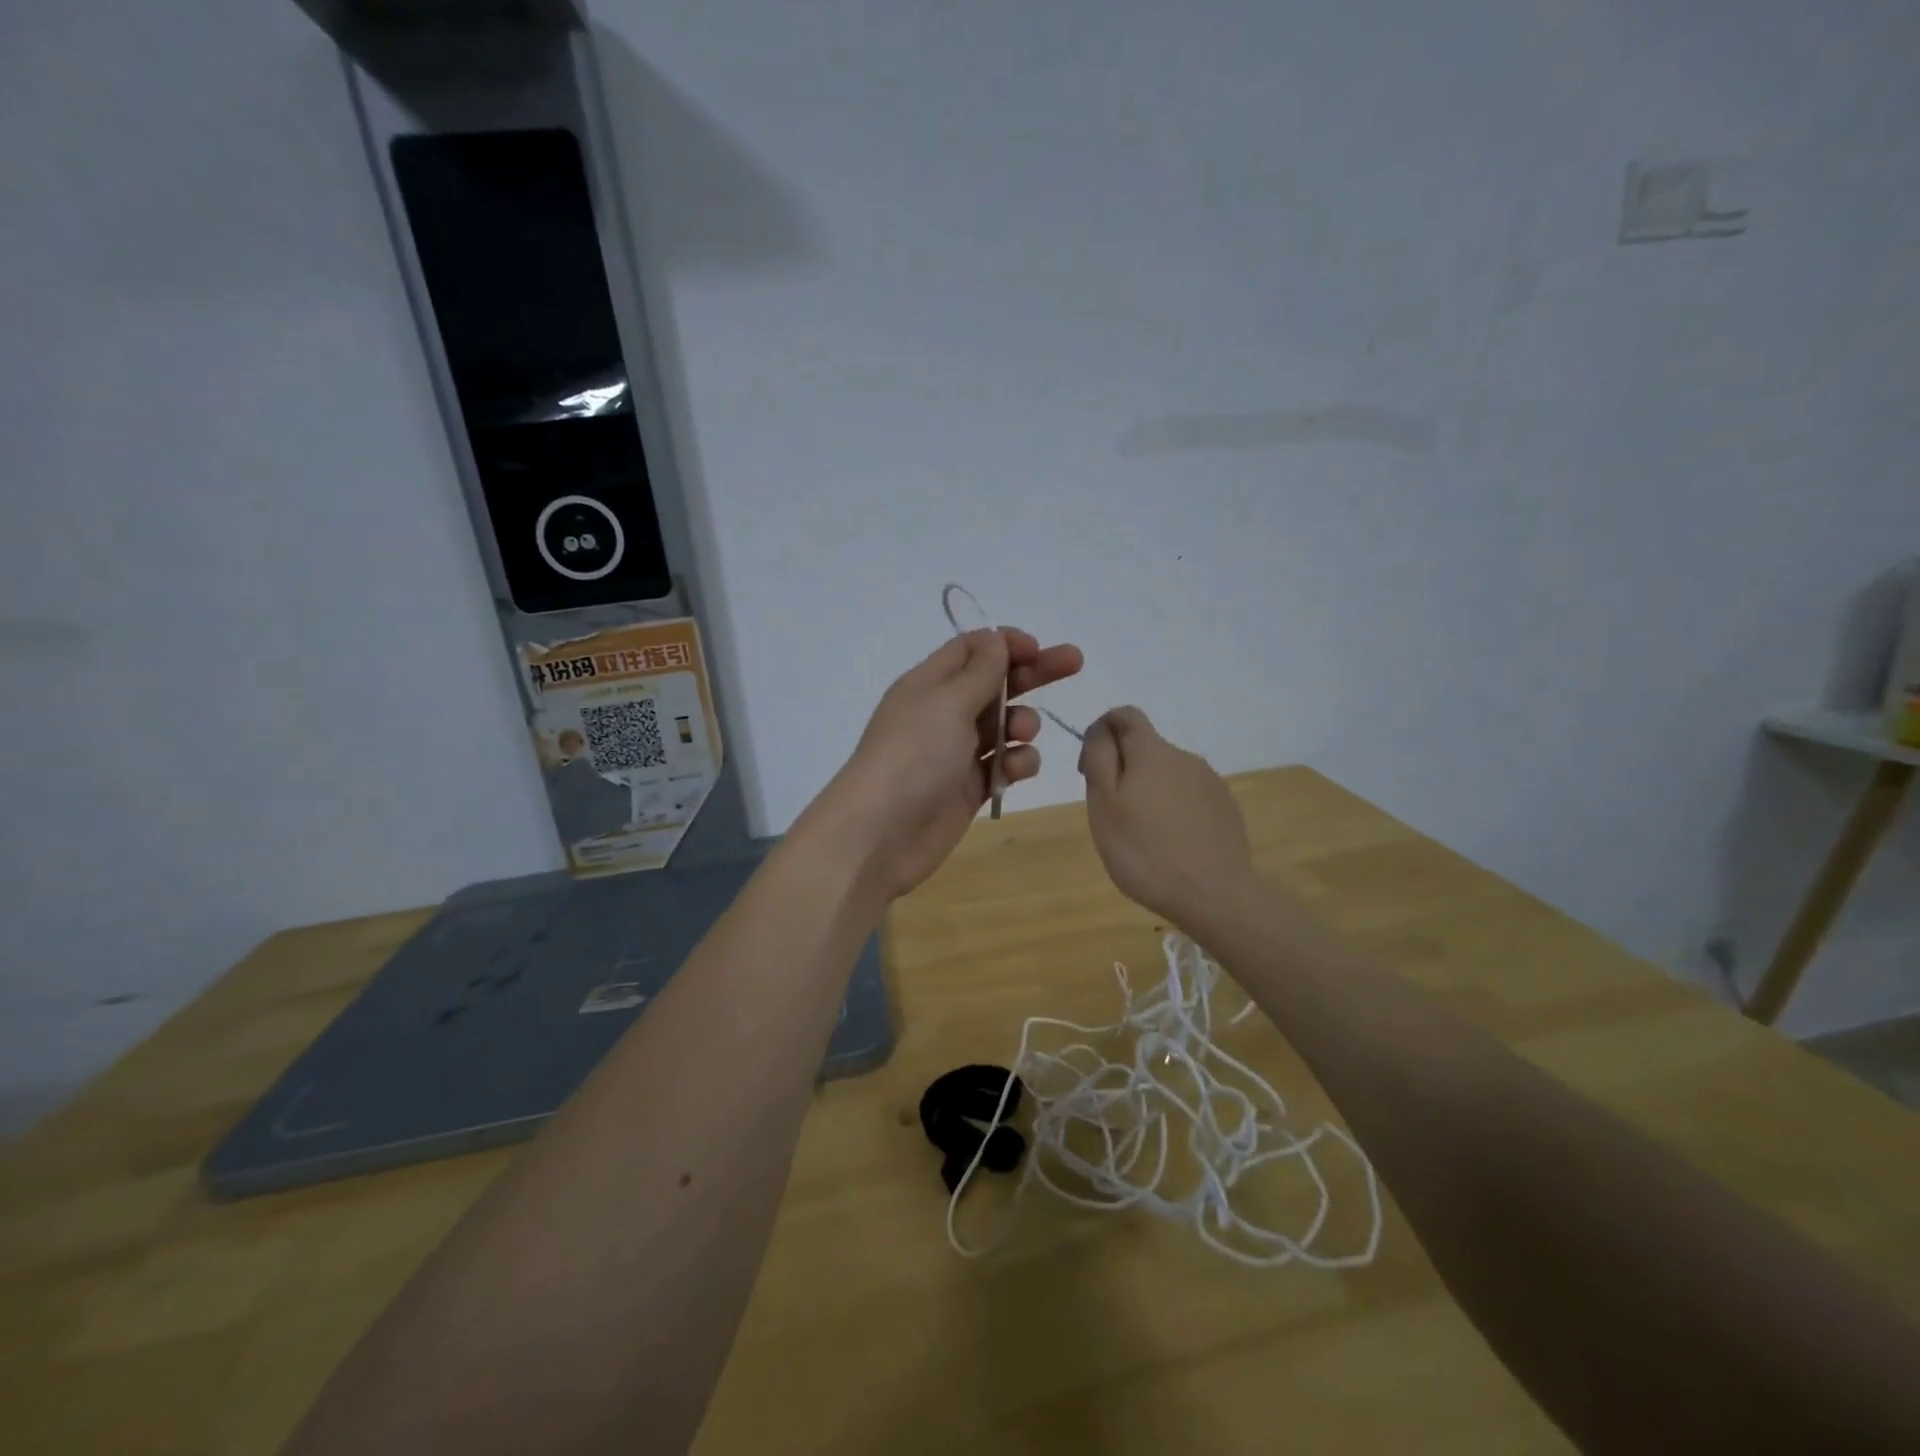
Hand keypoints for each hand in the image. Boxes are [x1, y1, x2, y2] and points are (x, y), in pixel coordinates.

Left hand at [800, 627, 1083, 902]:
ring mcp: (957, 753)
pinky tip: (1015, 771)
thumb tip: (997, 638)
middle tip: (1074, 663)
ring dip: (1022, 724)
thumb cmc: (913, 755)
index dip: (1005, 644)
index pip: (971, 650)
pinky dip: (1016, 764)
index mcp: (929, 684)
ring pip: (1004, 727)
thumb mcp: (947, 702)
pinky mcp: (969, 789)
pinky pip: (1004, 766)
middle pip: (995, 684)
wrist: (881, 833)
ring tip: (1021, 736)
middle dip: (1032, 674)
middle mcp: (943, 714)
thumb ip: (980, 671)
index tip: (1038, 647)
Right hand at [1077, 706, 1255, 926]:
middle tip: (1113, 816)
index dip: (1102, 732)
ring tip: (1144, 836)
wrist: (1214, 895)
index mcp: (1152, 751)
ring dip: (1149, 792)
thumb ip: (1100, 758)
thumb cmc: (1145, 851)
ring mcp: (1210, 782)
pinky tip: (1172, 844)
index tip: (1092, 769)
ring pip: (1167, 774)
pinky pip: (1189, 797)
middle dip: (1124, 770)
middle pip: (1145, 748)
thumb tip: (1101, 731)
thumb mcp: (1104, 804)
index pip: (1124, 715)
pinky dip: (1173, 810)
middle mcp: (1185, 757)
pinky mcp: (1225, 808)